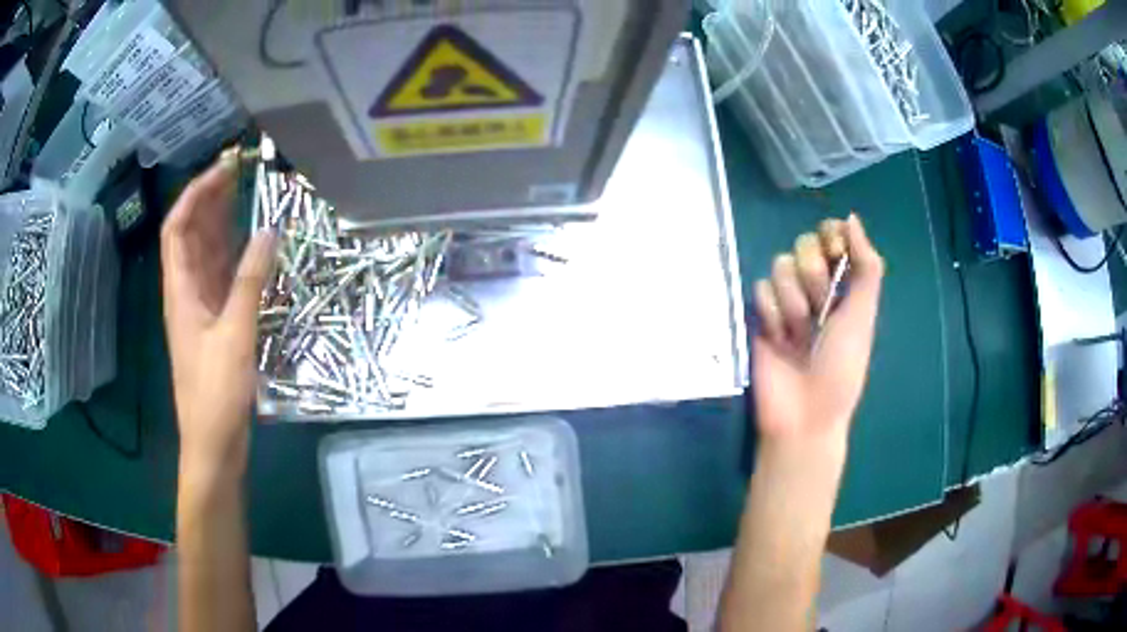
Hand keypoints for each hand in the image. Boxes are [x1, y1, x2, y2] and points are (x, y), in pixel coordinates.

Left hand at [161, 150, 274, 477]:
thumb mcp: (234, 336)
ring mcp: (201, 308)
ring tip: (247, 195)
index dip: (194, 194)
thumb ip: (250, 282)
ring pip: (207, 254)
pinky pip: (223, 278)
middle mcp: (187, 292)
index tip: (223, 170)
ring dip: (222, 223)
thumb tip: (268, 231)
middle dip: (210, 199)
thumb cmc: (215, 395)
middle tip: (241, 173)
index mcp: (180, 291)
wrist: (213, 444)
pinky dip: (236, 255)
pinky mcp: (217, 324)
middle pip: (191, 235)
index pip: (177, 228)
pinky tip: (253, 243)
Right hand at [751, 214, 883, 451]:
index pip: (832, 234)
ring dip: (793, 302)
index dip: (831, 237)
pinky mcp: (760, 315)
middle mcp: (815, 286)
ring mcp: (786, 300)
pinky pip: (759, 290)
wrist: (804, 413)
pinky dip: (772, 315)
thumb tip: (852, 217)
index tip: (836, 254)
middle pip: (804, 244)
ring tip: (799, 335)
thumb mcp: (863, 316)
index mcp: (845, 284)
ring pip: (780, 265)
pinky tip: (779, 340)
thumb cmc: (842, 367)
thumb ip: (866, 266)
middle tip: (821, 310)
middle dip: (813, 276)